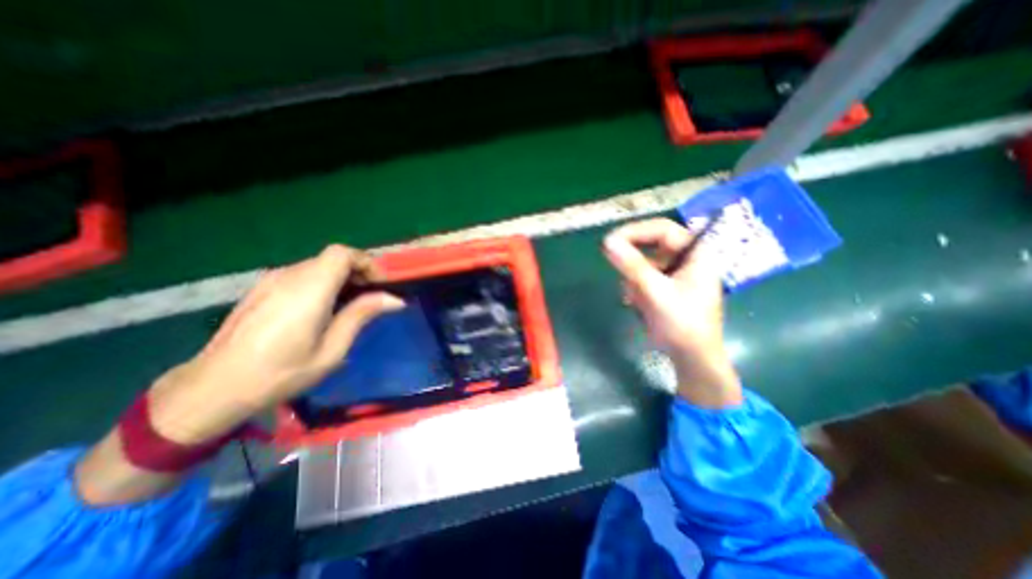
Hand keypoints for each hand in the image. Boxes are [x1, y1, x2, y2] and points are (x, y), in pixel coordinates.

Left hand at [148, 244, 405, 442]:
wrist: (213, 388)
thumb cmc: (281, 373)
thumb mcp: (332, 350)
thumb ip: (361, 316)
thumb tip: (395, 299)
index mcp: (308, 290)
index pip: (342, 253)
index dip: (366, 262)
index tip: (380, 284)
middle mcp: (289, 276)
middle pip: (332, 257)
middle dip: (358, 271)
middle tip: (371, 297)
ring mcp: (271, 280)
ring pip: (318, 265)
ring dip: (340, 277)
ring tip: (349, 305)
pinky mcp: (262, 288)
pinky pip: (302, 274)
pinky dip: (322, 282)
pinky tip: (321, 308)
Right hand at [607, 217, 740, 405]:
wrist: (692, 359)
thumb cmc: (682, 324)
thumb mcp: (655, 292)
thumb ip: (632, 265)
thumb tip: (607, 241)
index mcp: (696, 254)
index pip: (662, 229)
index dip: (635, 231)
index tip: (611, 241)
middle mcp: (687, 260)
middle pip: (652, 246)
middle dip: (633, 262)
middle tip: (615, 267)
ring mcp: (676, 275)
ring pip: (644, 264)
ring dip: (634, 279)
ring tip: (635, 299)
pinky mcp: (666, 288)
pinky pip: (643, 278)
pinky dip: (635, 289)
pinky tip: (636, 304)